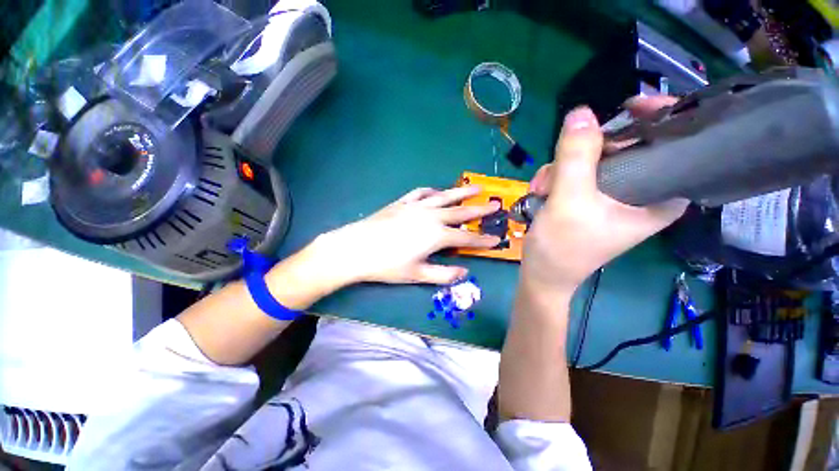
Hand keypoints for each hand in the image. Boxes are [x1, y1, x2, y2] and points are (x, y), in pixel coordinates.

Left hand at [314, 186, 500, 285]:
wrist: (356, 248)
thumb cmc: (387, 265)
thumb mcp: (417, 274)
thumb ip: (443, 274)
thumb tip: (464, 273)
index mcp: (436, 236)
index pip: (466, 238)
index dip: (482, 240)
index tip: (495, 239)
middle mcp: (431, 217)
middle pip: (460, 212)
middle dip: (480, 209)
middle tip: (496, 204)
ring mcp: (416, 207)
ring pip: (444, 197)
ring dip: (462, 192)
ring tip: (477, 187)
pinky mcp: (402, 203)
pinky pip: (421, 193)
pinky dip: (432, 191)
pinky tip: (437, 192)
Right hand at [523, 97, 687, 295]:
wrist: (542, 274)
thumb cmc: (563, 247)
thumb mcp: (569, 201)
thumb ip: (576, 157)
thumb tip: (581, 112)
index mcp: (661, 196)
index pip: (675, 144)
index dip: (656, 119)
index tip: (629, 106)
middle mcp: (643, 192)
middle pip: (624, 147)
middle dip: (583, 154)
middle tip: (556, 171)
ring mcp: (614, 194)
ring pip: (593, 158)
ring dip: (561, 169)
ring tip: (541, 189)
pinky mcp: (591, 197)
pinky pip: (577, 172)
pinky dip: (555, 178)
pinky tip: (541, 192)